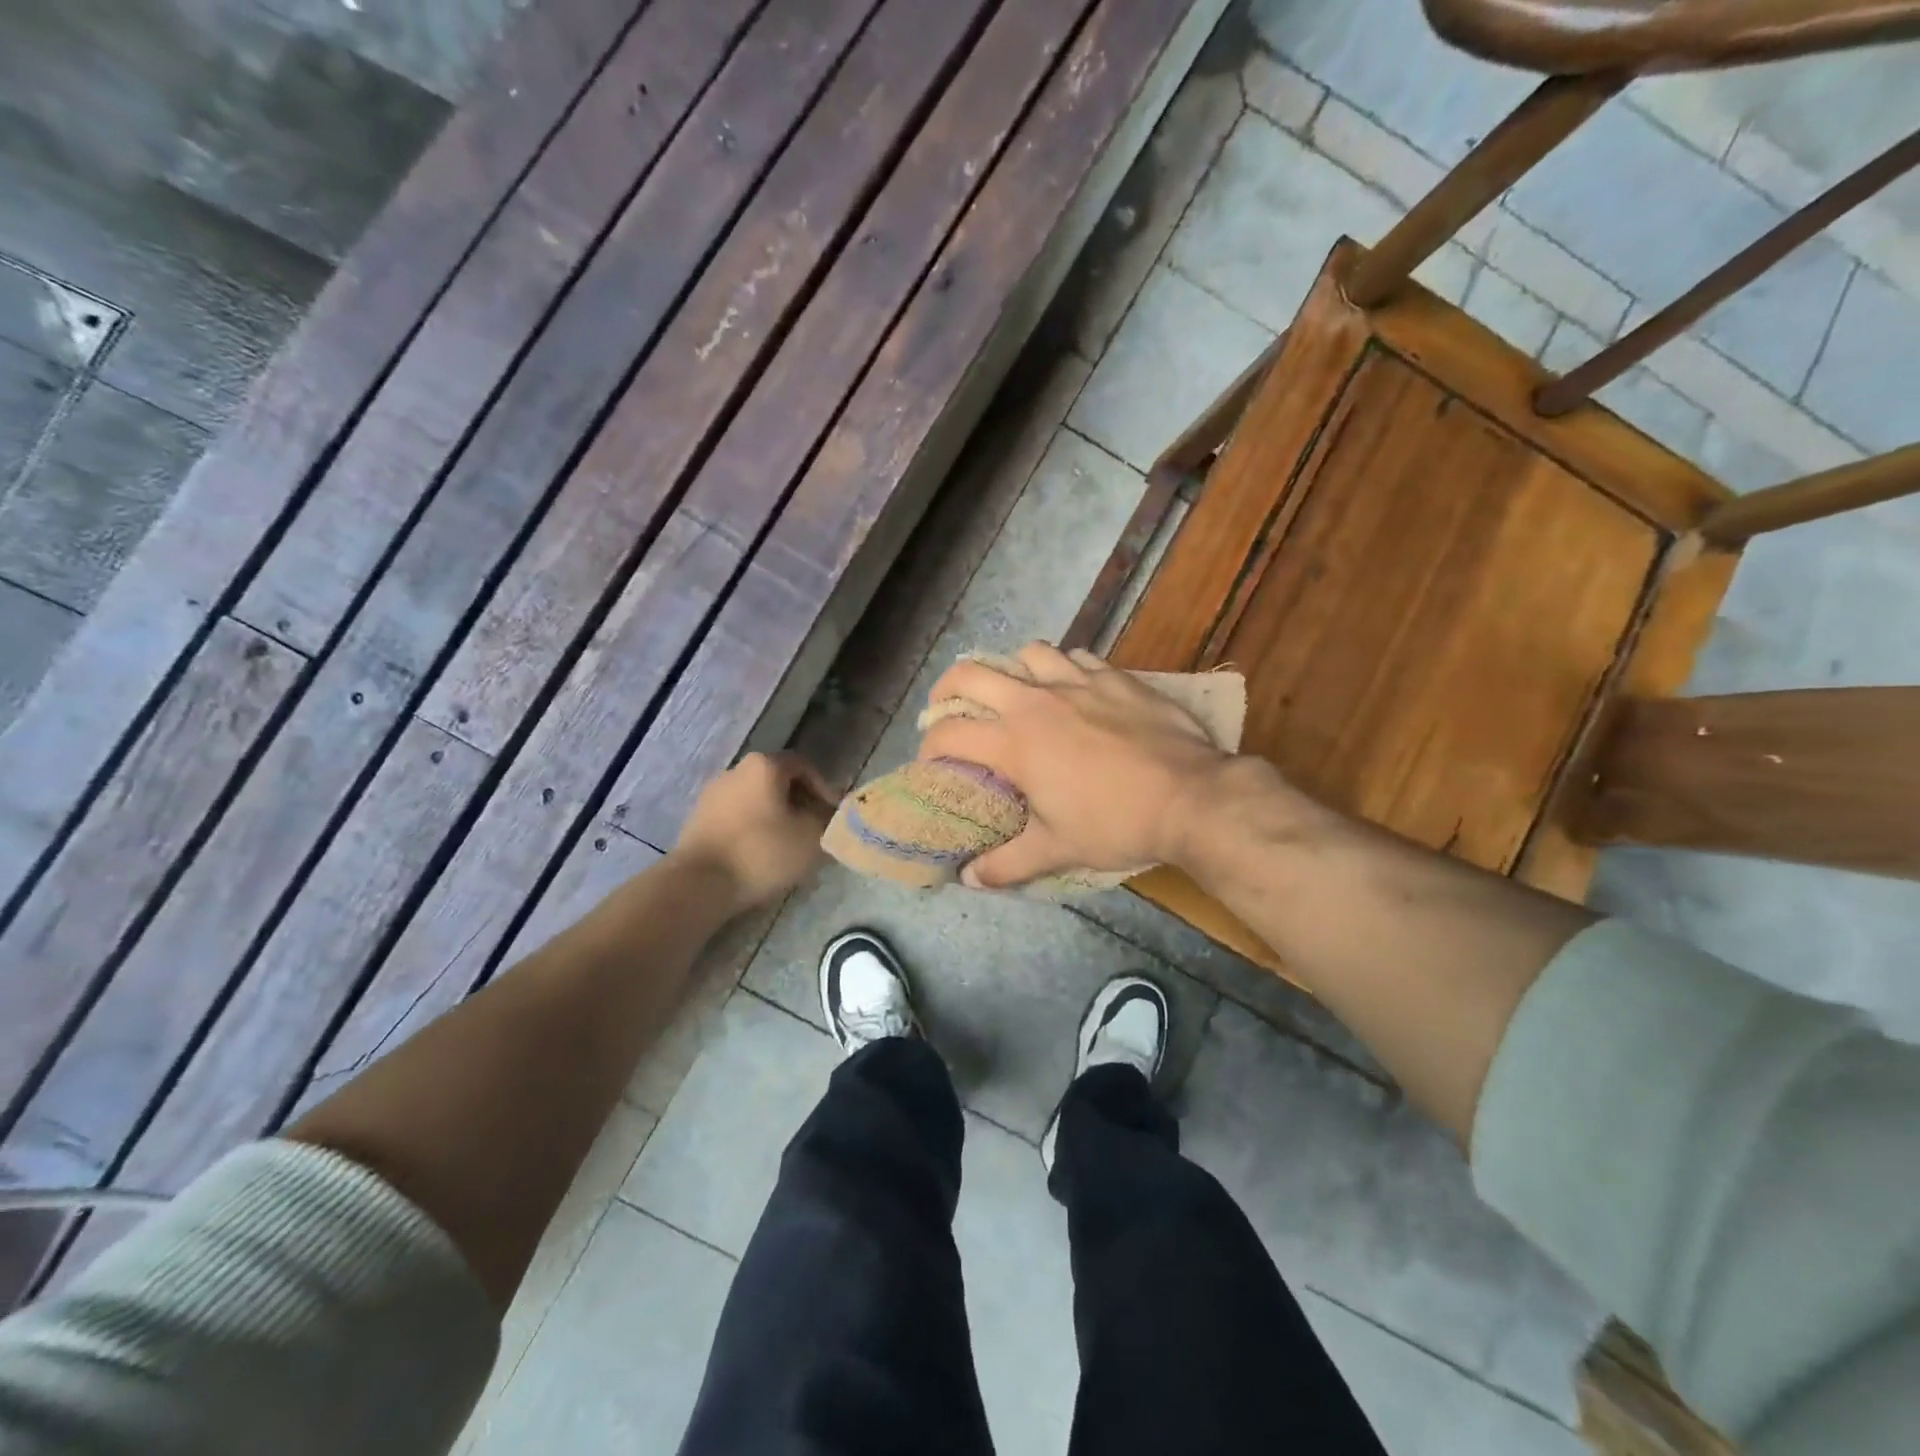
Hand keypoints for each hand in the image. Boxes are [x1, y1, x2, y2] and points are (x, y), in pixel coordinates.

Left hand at [673, 752, 834, 912]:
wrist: (699, 883)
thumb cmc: (762, 852)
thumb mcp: (812, 836)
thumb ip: (828, 820)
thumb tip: (828, 815)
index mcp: (764, 765)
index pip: (804, 766)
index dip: (824, 789)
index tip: (833, 815)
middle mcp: (736, 770)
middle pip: (778, 781)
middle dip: (800, 803)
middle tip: (814, 830)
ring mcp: (712, 794)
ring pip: (756, 800)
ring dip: (776, 817)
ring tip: (788, 845)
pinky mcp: (698, 819)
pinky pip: (737, 817)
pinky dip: (753, 829)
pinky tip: (760, 854)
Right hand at [917, 643, 1236, 888]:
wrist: (1190, 797)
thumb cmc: (1115, 823)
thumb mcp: (1057, 849)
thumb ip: (1007, 864)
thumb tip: (970, 880)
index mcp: (1014, 742)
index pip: (949, 734)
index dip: (929, 746)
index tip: (931, 760)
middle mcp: (1035, 702)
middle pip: (972, 673)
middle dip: (949, 687)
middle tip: (948, 705)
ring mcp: (1077, 682)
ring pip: (1028, 653)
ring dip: (1011, 669)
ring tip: (1015, 690)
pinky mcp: (1114, 677)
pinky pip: (1076, 657)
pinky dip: (1063, 667)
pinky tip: (1071, 687)